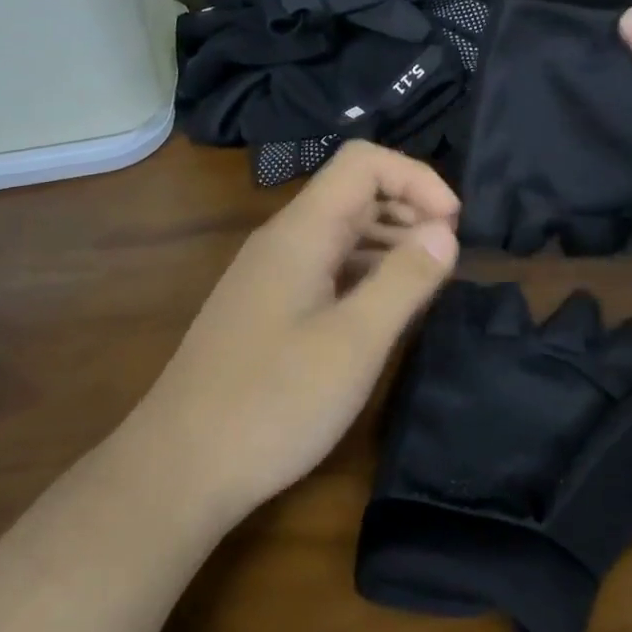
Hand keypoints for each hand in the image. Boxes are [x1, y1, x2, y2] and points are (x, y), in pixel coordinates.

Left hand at [134, 140, 459, 523]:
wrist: (178, 469)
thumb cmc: (272, 402)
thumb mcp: (354, 342)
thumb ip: (404, 279)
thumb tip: (445, 231)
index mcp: (301, 231)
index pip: (363, 162)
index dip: (416, 178)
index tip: (453, 226)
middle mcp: (283, 240)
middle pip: (353, 191)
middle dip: (408, 207)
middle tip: (448, 255)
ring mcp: (271, 274)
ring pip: (340, 231)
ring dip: (390, 240)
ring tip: (427, 280)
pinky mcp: (268, 308)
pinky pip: (327, 267)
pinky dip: (365, 271)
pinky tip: (385, 307)